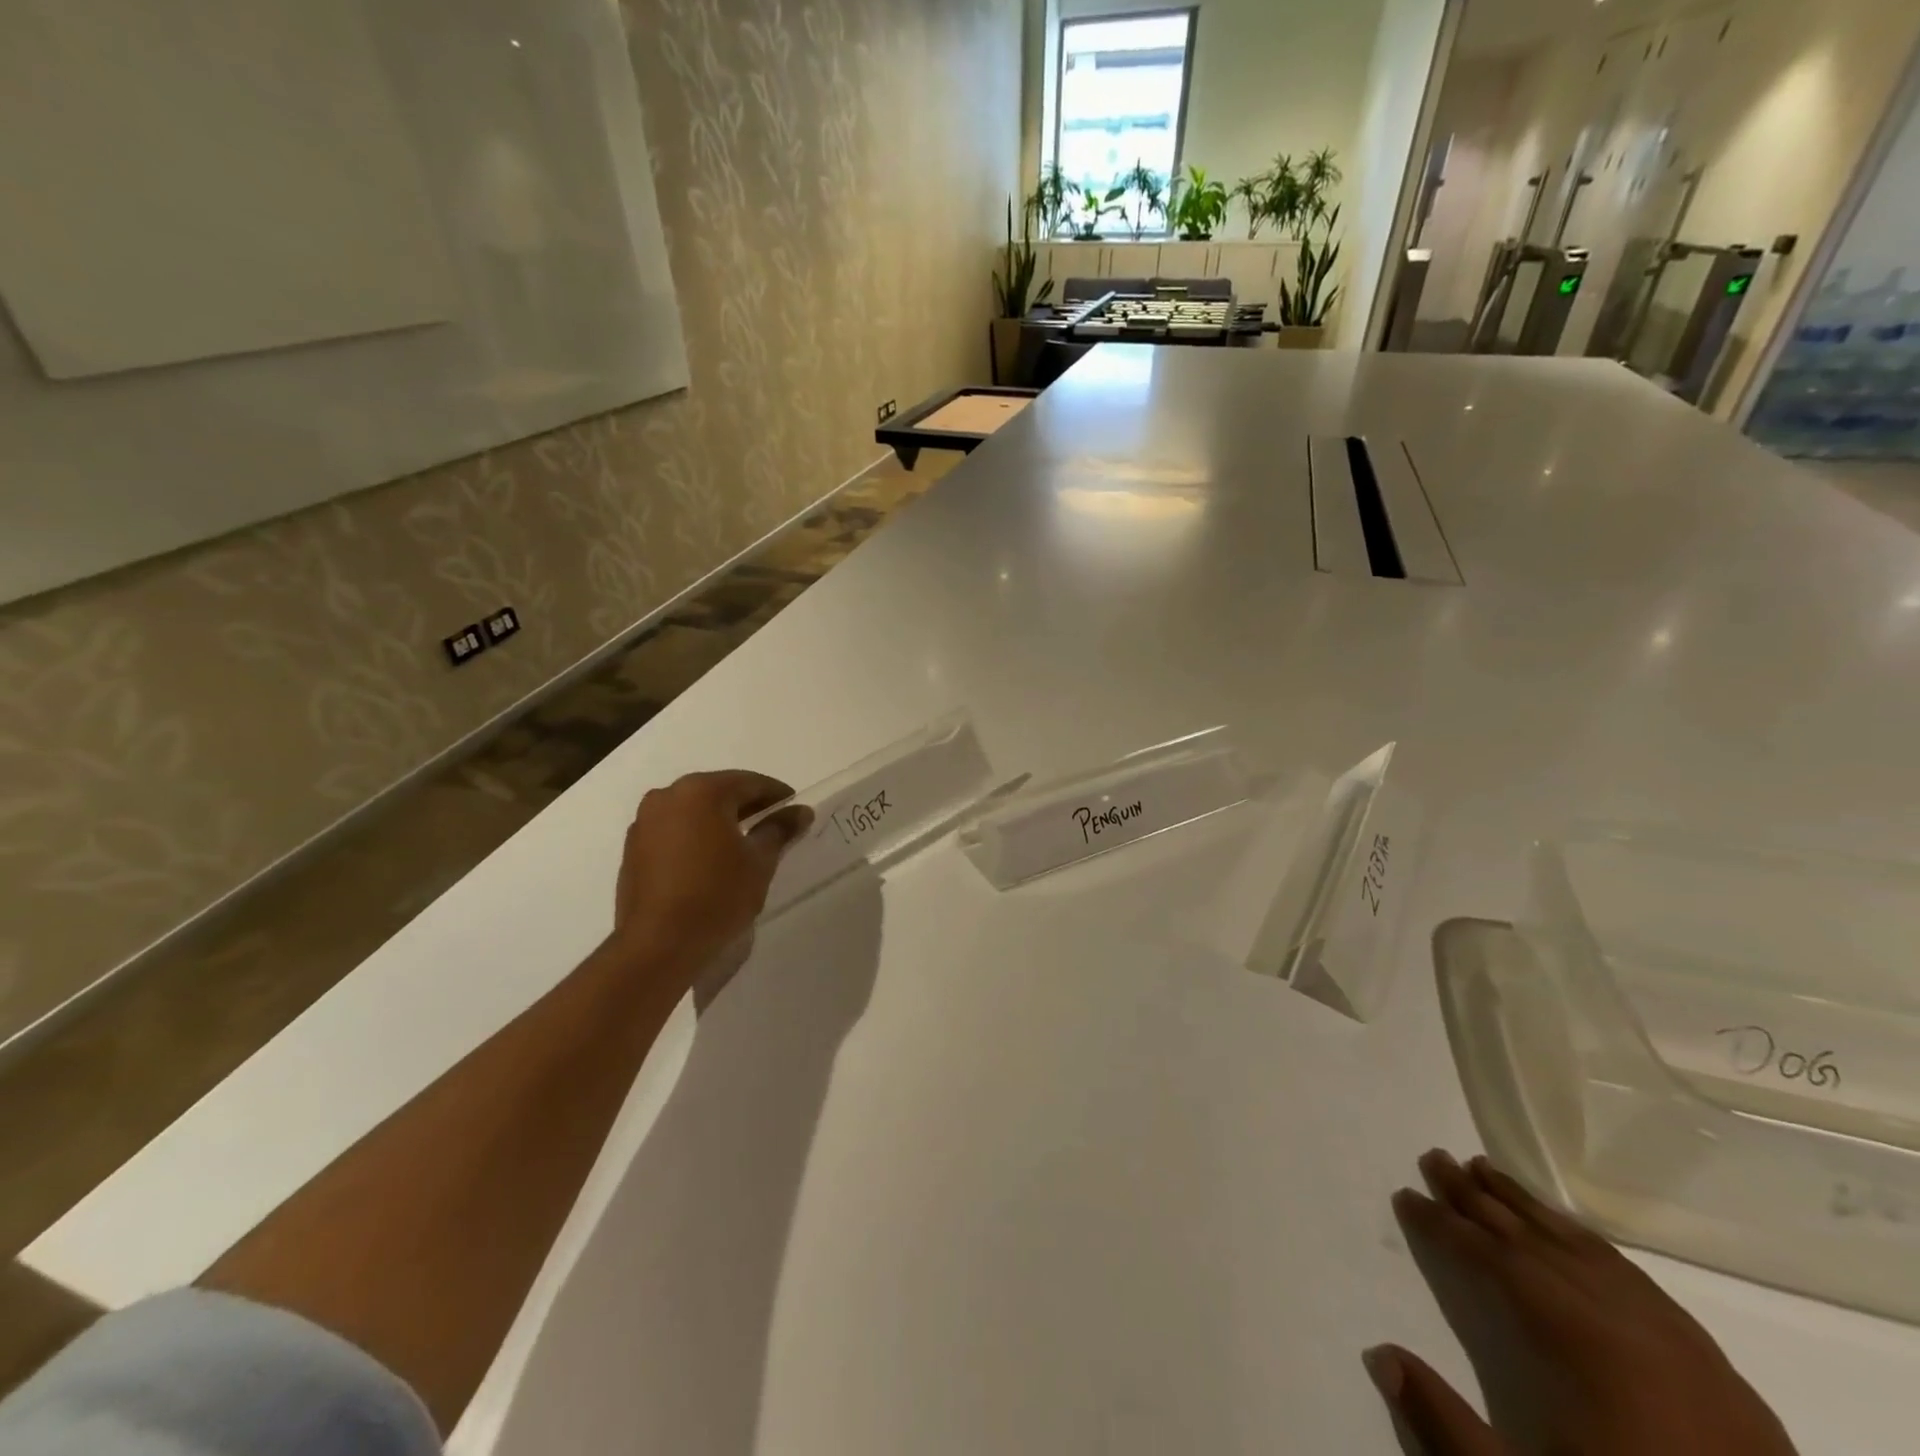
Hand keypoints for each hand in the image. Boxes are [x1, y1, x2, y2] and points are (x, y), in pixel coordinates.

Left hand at [611, 770, 812, 978]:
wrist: (658, 945)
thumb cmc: (717, 895)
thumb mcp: (759, 861)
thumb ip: (779, 830)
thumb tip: (800, 812)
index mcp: (701, 791)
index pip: (749, 782)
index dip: (777, 795)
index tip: (796, 810)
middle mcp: (667, 796)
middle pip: (718, 792)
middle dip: (748, 806)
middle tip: (774, 825)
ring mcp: (645, 822)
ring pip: (693, 811)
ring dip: (720, 821)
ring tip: (744, 845)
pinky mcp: (633, 849)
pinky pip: (673, 831)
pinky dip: (696, 837)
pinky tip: (712, 861)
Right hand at [1365, 1150, 1797, 1455]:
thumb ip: (1449, 1425)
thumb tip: (1380, 1355)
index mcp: (1573, 1339)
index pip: (1490, 1259)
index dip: (1442, 1225)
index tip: (1405, 1195)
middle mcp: (1619, 1318)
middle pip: (1532, 1239)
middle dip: (1477, 1196)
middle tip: (1436, 1156)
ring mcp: (1672, 1335)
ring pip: (1582, 1247)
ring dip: (1528, 1206)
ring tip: (1487, 1168)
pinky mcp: (1712, 1361)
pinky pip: (1631, 1273)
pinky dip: (1584, 1239)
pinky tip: (1570, 1232)